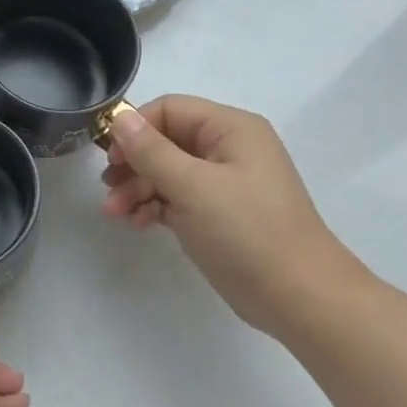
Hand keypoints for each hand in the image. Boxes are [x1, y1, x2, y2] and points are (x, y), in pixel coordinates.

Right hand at [100, 96, 369, 337]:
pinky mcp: (218, 214)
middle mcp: (227, 149)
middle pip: (165, 141)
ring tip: (115, 213)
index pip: (170, 109)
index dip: (135, 128)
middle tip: (109, 189)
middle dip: (133, 164)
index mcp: (230, 129)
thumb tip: (119, 118)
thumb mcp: (192, 187)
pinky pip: (176, 198)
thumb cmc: (247, 232)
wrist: (298, 297)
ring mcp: (223, 183)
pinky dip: (154, 206)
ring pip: (167, 172)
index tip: (111, 158)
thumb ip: (151, 151)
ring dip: (137, 188)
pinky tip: (137, 223)